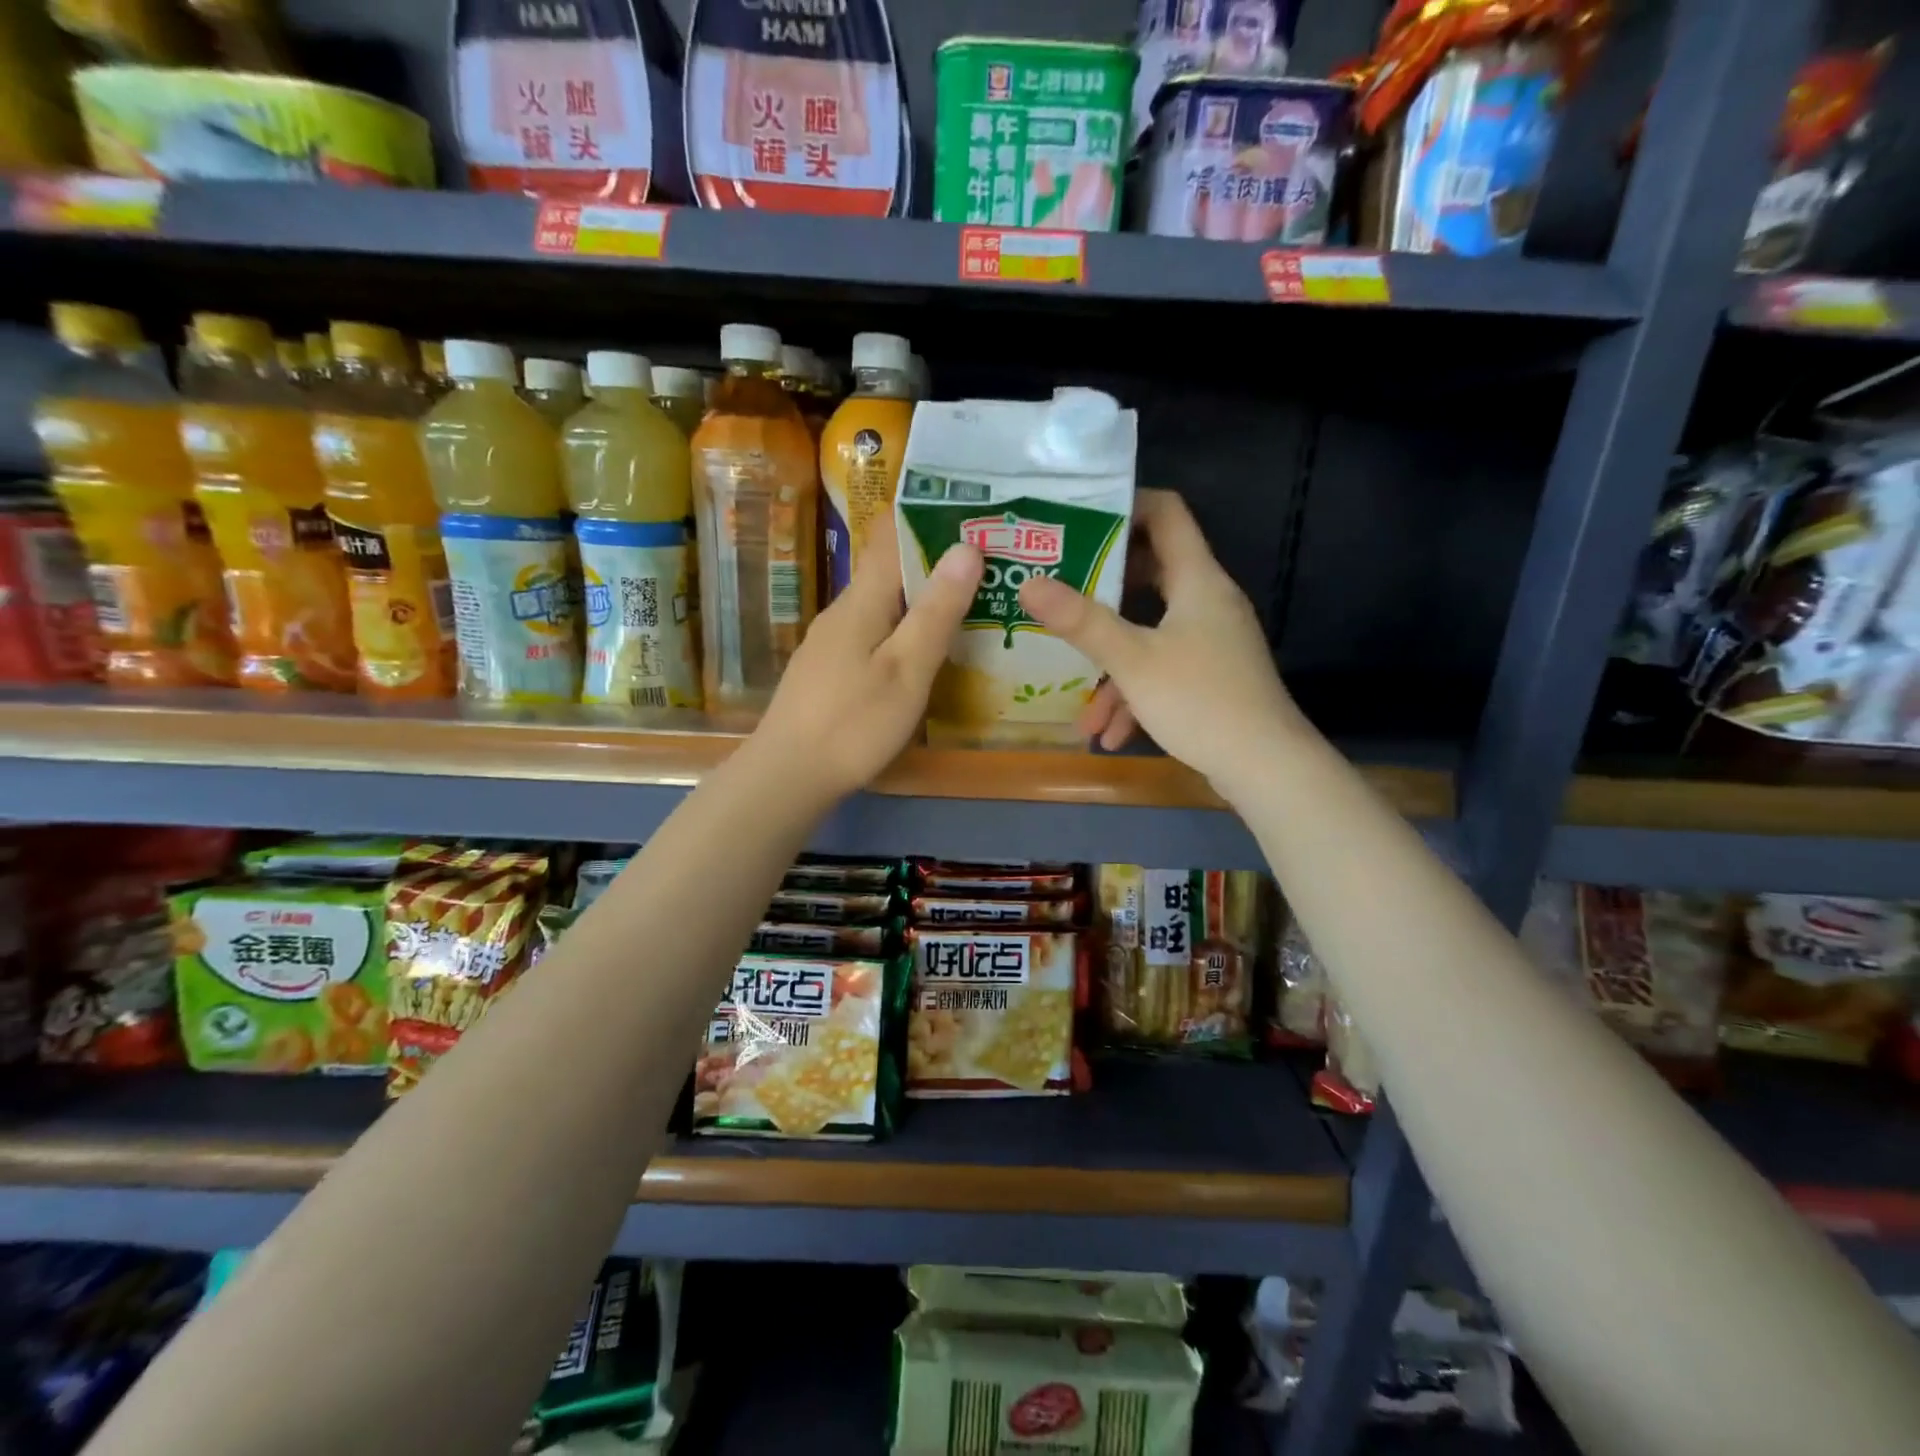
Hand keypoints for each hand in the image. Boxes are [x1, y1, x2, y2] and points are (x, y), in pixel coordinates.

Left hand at [754, 516, 982, 800]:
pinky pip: (872, 633)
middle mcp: (842, 611)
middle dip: (935, 560)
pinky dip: (903, 629)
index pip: (891, 536)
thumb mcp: (906, 670)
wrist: (787, 775)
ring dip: (921, 597)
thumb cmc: (853, 723)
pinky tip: (924, 649)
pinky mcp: (828, 670)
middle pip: (889, 570)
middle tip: (988, 561)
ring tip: (969, 601)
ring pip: (882, 604)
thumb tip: (965, 547)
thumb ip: (936, 612)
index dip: (928, 516)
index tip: (971, 510)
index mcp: (862, 601)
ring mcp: (831, 642)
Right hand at [1017, 488, 1306, 797]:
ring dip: (1113, 664)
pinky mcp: (1212, 676)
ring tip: (1080, 702)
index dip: (1125, 505)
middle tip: (1060, 591)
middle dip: (1103, 589)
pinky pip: (1164, 669)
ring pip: (1152, 634)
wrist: (1266, 767)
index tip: (1079, 520)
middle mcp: (1208, 601)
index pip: (1166, 513)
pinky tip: (1110, 734)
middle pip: (1152, 573)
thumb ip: (1080, 621)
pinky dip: (1136, 693)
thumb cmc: (1200, 700)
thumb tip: (1029, 583)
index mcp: (1197, 580)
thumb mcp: (1132, 660)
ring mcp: (1212, 640)